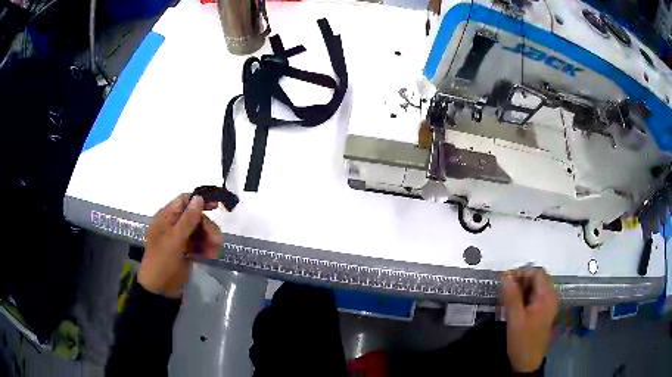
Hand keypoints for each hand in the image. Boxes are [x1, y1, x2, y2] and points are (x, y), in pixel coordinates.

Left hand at [138, 194, 224, 296]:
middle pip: (195, 217)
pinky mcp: (186, 251)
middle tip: (217, 239)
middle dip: (207, 227)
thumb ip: (188, 219)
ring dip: (209, 239)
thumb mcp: (175, 239)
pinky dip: (206, 249)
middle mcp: (173, 225)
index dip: (199, 201)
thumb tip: (199, 198)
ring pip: (199, 232)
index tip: (216, 206)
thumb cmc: (162, 260)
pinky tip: (210, 256)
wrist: (160, 288)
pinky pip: (199, 244)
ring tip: (215, 251)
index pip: (183, 201)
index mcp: (166, 217)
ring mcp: (180, 239)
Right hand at [500, 268, 558, 372]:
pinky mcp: (542, 312)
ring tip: (505, 299)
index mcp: (547, 296)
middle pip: (536, 279)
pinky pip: (533, 297)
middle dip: (520, 281)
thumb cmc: (523, 341)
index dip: (521, 273)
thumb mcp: (515, 319)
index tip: (505, 280)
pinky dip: (523, 298)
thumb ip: (511, 296)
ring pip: (534, 288)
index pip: (537, 273)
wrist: (528, 363)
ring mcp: (547, 305)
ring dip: (520, 290)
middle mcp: (550, 297)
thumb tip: (505, 276)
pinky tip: (512, 307)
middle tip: (504, 291)